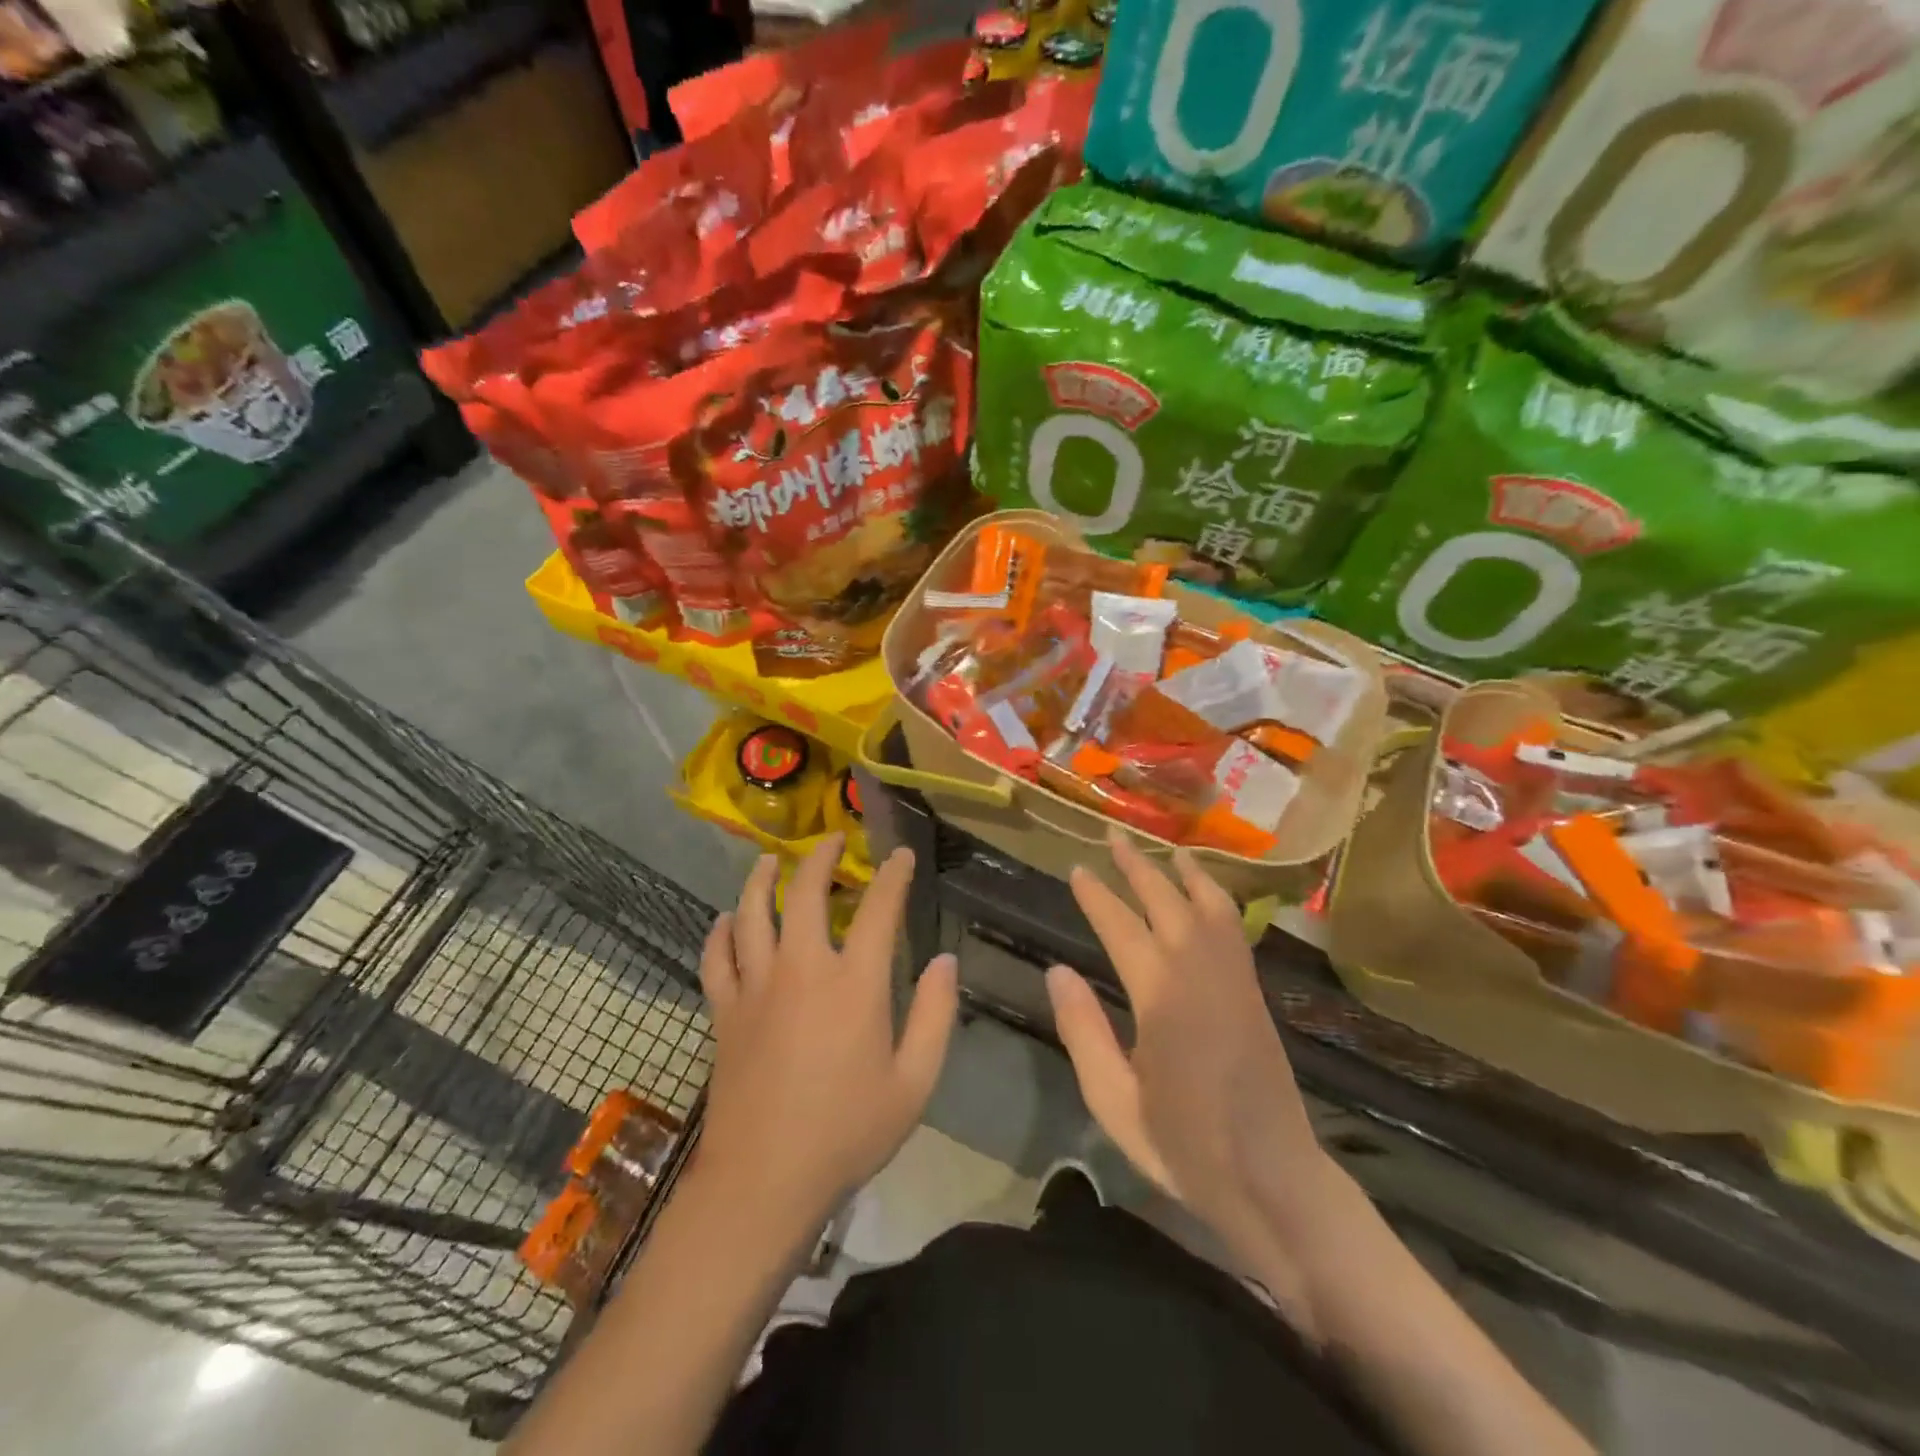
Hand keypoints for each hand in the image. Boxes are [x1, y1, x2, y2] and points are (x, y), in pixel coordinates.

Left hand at [697, 836, 958, 1221]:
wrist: (763, 1181)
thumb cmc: (847, 1133)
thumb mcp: (914, 1083)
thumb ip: (936, 1015)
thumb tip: (945, 961)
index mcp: (855, 984)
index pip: (879, 909)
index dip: (893, 875)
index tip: (901, 855)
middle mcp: (802, 969)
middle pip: (806, 893)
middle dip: (821, 858)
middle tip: (832, 840)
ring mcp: (756, 987)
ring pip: (752, 913)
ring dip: (762, 879)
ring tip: (770, 861)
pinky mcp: (725, 1011)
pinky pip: (717, 957)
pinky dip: (721, 932)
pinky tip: (728, 921)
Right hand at [1046, 831, 1327, 1259]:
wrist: (1273, 1178)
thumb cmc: (1185, 1146)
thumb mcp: (1115, 1102)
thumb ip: (1084, 1031)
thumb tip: (1058, 970)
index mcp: (1161, 998)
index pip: (1121, 928)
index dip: (1097, 897)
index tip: (1076, 870)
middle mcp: (1199, 973)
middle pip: (1165, 902)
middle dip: (1136, 867)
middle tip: (1112, 836)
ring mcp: (1233, 978)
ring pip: (1206, 906)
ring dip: (1181, 873)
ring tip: (1163, 849)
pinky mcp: (1252, 991)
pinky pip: (1233, 927)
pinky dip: (1216, 898)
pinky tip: (1206, 891)